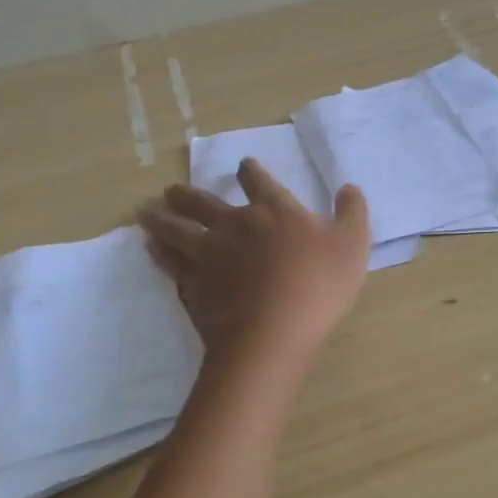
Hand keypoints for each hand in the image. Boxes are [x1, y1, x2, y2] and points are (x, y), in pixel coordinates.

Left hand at [138, 160, 371, 363]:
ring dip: (160, 217)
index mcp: (274, 211)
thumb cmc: (317, 285)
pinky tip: (150, 249)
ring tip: (145, 212)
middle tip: (172, 190)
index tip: (243, 166)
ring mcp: (208, 254)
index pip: (259, 181)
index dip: (250, 171)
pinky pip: (170, 262)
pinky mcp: (192, 283)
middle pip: (204, 202)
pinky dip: (158, 253)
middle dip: (188, 194)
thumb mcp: (352, 245)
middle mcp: (236, 224)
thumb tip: (349, 188)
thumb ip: (352, 213)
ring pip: (176, 228)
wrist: (272, 331)